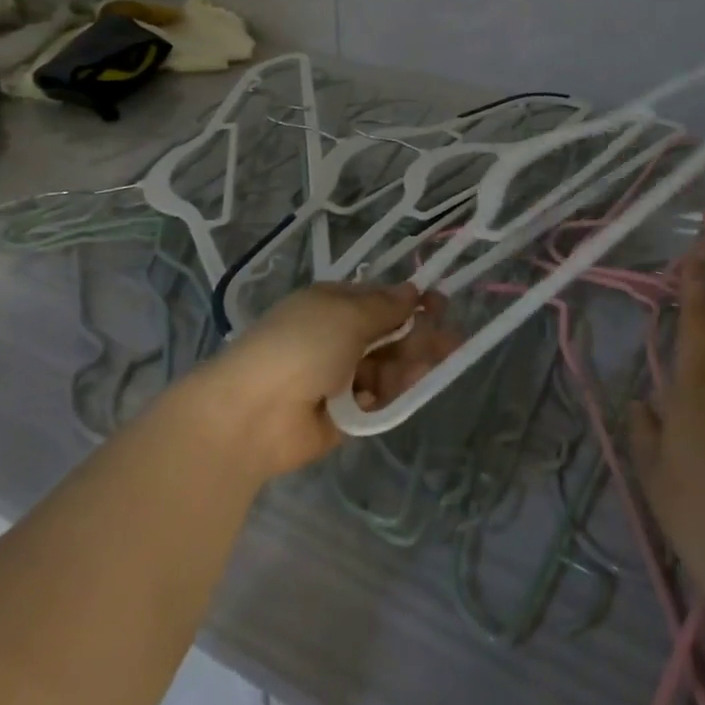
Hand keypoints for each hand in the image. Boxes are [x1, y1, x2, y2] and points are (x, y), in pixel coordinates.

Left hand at [189, 282, 458, 479]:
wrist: (253, 413)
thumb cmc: (301, 345)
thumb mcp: (346, 314)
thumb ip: (385, 307)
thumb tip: (412, 290)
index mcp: (332, 305)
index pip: (379, 299)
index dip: (411, 301)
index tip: (440, 304)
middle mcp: (336, 337)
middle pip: (388, 334)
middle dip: (419, 335)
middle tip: (451, 341)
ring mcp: (339, 377)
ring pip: (386, 367)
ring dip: (407, 365)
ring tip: (425, 368)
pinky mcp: (343, 414)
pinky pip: (375, 399)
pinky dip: (387, 394)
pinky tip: (395, 391)